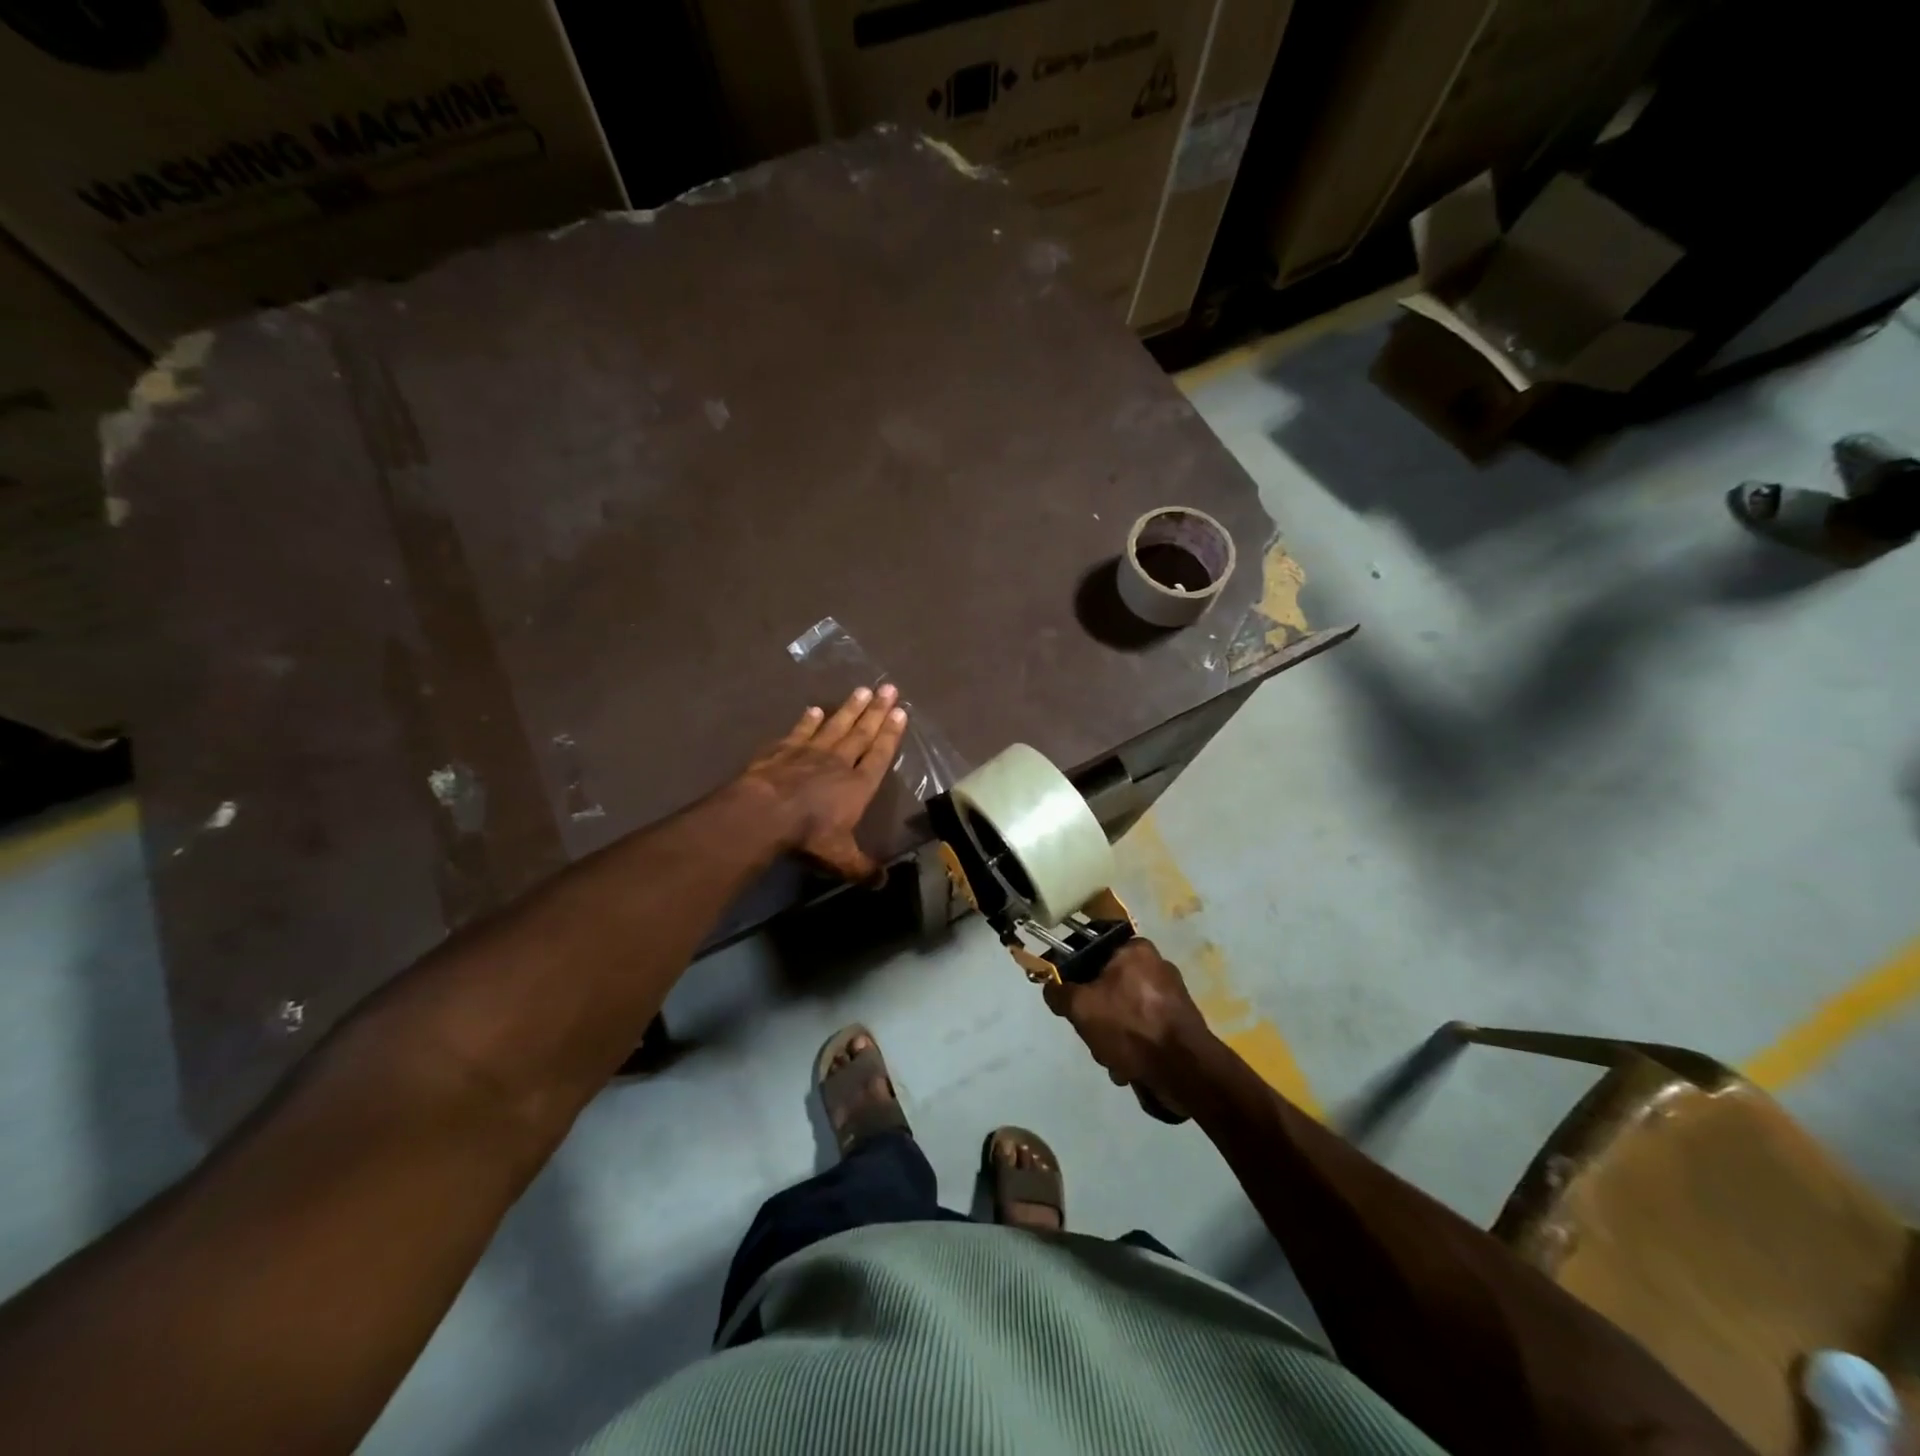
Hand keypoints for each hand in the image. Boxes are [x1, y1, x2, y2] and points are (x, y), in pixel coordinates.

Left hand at [738, 684, 907, 880]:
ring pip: (835, 725)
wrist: (765, 813)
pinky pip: (799, 731)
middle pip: (861, 733)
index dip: (891, 735)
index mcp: (858, 785)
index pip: (880, 755)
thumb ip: (863, 868)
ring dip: (849, 708)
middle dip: (876, 711)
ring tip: (862, 689)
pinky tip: (814, 709)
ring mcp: (809, 752)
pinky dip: (808, 720)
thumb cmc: (809, 835)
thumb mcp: (841, 859)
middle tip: (888, 688)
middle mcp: (838, 762)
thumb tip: (883, 882)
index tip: (900, 712)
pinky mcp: (782, 750)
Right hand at [1043, 939, 1213, 1090]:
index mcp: (1135, 950)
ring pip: (1123, 1012)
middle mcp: (1156, 965)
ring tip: (1113, 1058)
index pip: (1093, 952)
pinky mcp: (1179, 1023)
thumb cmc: (1131, 1027)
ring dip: (1112, 1037)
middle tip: (1093, 1033)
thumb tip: (1051, 987)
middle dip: (1096, 1017)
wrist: (1185, 1071)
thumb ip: (1060, 993)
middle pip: (1106, 987)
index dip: (1076, 976)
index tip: (1071, 999)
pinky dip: (1133, 1046)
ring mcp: (1170, 995)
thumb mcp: (1081, 1007)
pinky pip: (1142, 1029)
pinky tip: (1129, 1066)